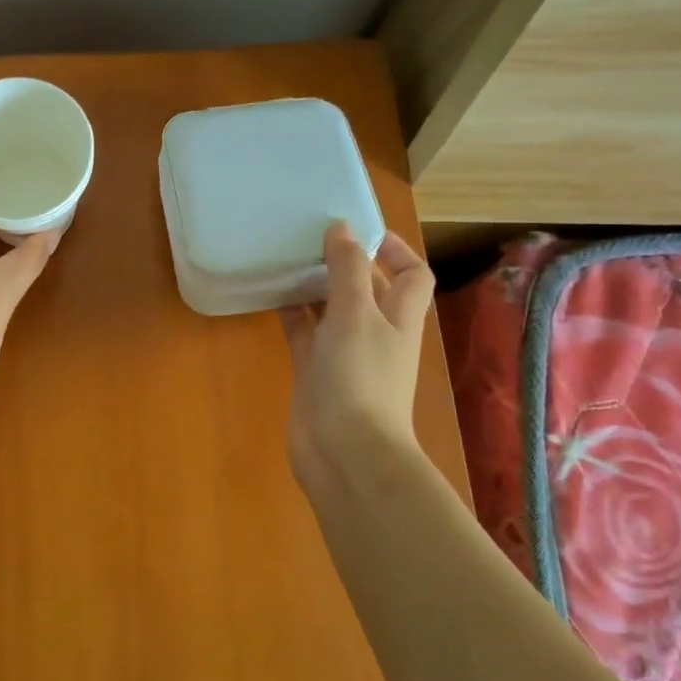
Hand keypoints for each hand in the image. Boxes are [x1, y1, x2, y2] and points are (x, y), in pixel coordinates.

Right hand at [279, 223, 434, 486]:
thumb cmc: (360, 377)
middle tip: (309, 235)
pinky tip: (270, 291)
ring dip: (314, 284)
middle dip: (344, 261)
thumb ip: (347, 269)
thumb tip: (342, 229)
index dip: (393, 249)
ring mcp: (343, 352)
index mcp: (399, 316)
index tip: (357, 228)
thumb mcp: (356, 313)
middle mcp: (375, 331)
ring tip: (287, 255)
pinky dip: (291, 311)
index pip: (411, 274)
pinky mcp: (314, 369)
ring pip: (331, 307)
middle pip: (367, 287)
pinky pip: (303, 331)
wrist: (345, 452)